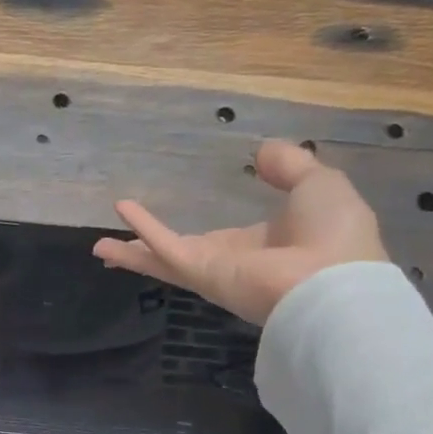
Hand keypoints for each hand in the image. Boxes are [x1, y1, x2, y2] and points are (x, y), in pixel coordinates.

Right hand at [92, 140, 387, 324]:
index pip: (221, 239)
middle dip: (152, 253)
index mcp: (262, 245)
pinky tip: (120, 209)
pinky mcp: (201, 272)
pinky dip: (144, 228)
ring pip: (162, 259)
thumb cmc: (333, 233)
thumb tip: (262, 152)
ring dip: (132, 252)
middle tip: (121, 248)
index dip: (201, 234)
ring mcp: (213, 270)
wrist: (334, 281)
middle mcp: (232, 261)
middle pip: (181, 256)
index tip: (190, 230)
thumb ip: (290, 166)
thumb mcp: (318, 183)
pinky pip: (167, 246)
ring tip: (98, 246)